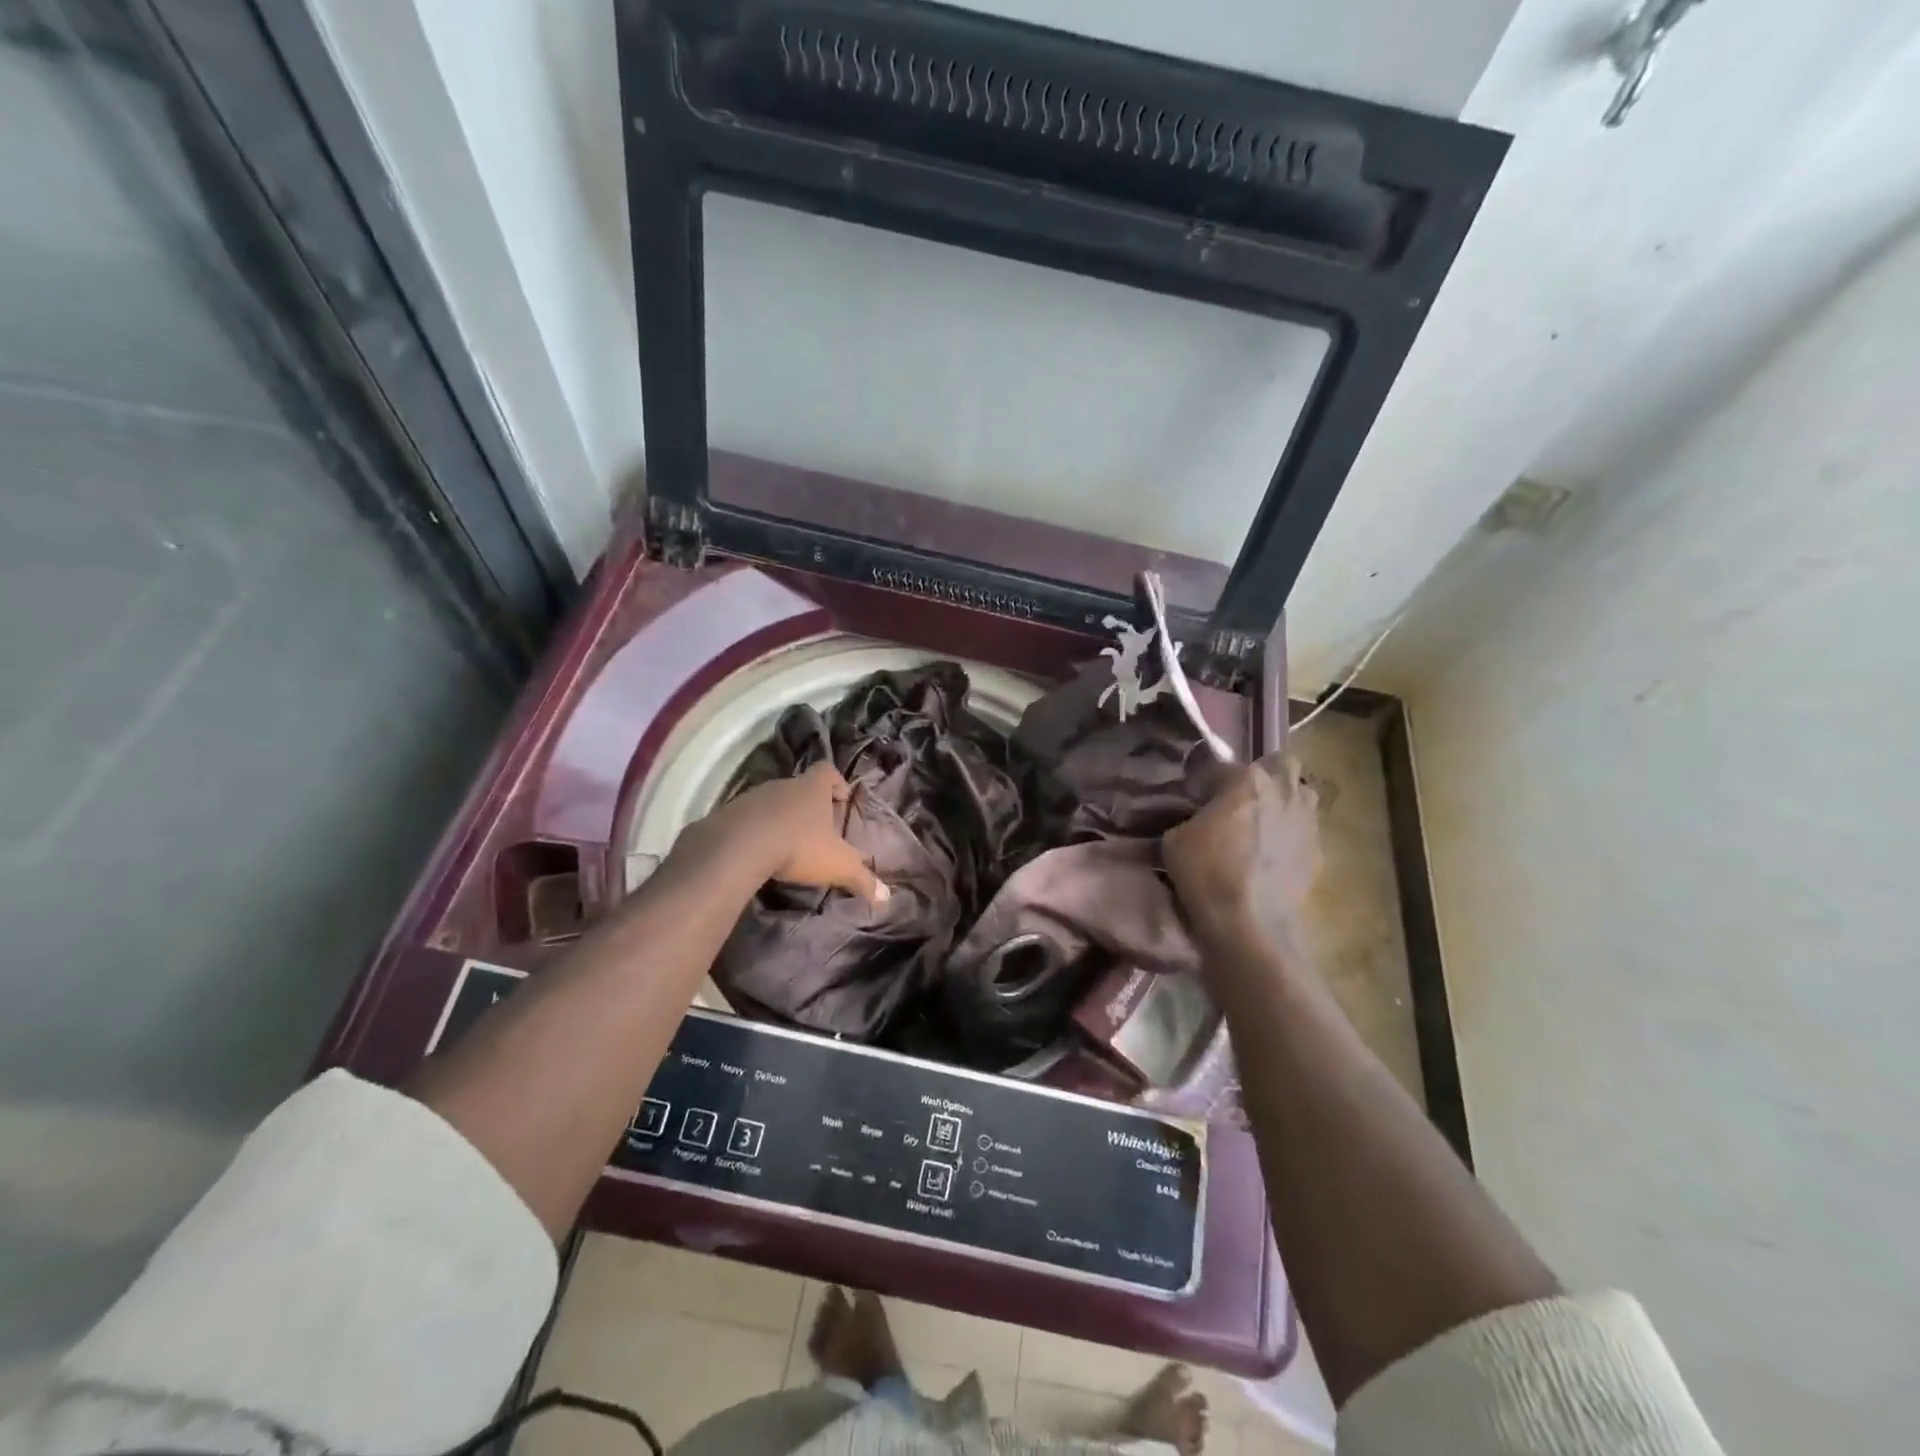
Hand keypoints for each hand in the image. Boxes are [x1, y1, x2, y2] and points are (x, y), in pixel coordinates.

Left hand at [697, 762, 887, 903]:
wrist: (738, 847)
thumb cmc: (798, 846)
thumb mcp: (836, 865)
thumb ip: (861, 879)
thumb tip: (887, 898)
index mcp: (812, 788)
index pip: (828, 771)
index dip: (836, 782)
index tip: (841, 798)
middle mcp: (784, 785)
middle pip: (800, 787)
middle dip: (809, 805)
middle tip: (817, 829)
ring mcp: (753, 796)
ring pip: (773, 801)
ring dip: (781, 817)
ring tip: (787, 843)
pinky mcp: (729, 813)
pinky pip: (748, 817)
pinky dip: (756, 830)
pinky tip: (758, 852)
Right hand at [1163, 754, 1320, 953]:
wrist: (1249, 923)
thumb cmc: (1206, 873)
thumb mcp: (1175, 839)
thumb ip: (1190, 818)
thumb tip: (1198, 820)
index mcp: (1246, 779)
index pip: (1220, 767)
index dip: (1204, 782)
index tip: (1193, 798)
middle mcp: (1283, 791)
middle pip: (1282, 764)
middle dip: (1264, 774)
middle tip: (1241, 798)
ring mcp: (1307, 822)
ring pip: (1303, 795)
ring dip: (1285, 801)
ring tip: (1263, 823)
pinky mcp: (1318, 853)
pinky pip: (1305, 832)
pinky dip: (1291, 836)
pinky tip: (1272, 856)